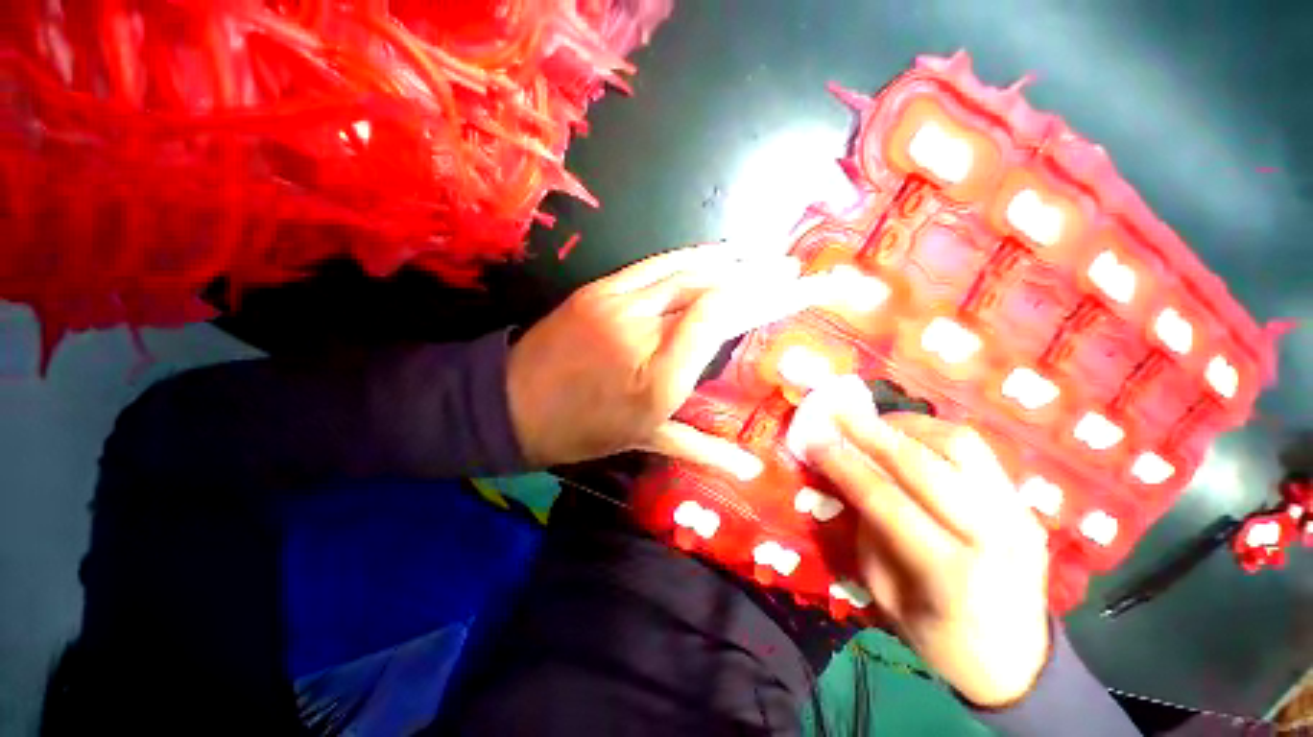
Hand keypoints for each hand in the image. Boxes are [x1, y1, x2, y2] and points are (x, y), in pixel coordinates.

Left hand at [506, 242, 829, 471]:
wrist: (514, 403)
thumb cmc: (584, 429)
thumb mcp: (645, 441)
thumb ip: (703, 449)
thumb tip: (751, 469)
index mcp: (658, 377)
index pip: (719, 317)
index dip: (762, 297)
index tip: (794, 288)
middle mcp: (643, 331)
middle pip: (708, 288)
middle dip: (755, 274)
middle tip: (790, 267)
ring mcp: (618, 303)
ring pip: (684, 270)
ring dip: (728, 259)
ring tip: (761, 254)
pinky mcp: (600, 288)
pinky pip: (655, 265)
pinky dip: (690, 256)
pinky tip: (713, 254)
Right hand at [802, 377, 1051, 707]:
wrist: (1021, 663)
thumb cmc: (942, 642)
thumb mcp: (888, 598)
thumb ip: (870, 534)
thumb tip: (851, 481)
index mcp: (953, 575)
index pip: (888, 502)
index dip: (845, 467)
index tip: (815, 442)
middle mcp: (993, 536)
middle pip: (925, 466)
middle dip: (872, 433)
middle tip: (838, 413)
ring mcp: (1017, 515)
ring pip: (960, 445)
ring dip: (907, 426)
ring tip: (873, 423)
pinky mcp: (1023, 503)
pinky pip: (975, 452)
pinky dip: (932, 436)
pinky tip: (907, 438)